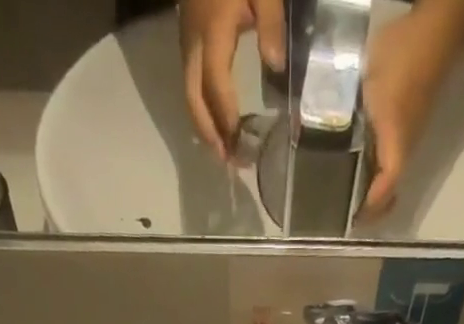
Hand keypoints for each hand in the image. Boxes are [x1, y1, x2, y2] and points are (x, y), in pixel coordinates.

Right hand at [180, 0, 285, 158]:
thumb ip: (270, 22)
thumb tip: (276, 66)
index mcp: (213, 32)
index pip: (216, 85)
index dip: (226, 118)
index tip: (239, 144)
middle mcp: (194, 43)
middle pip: (194, 99)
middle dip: (209, 133)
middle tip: (227, 160)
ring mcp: (187, 40)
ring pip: (189, 94)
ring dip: (204, 125)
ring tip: (222, 149)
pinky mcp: (187, 37)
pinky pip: (190, 82)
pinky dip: (201, 108)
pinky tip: (215, 120)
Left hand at [360, 6, 463, 216]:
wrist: (438, 25)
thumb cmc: (404, 55)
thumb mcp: (370, 85)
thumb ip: (347, 109)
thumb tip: (318, 125)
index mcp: (397, 145)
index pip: (385, 190)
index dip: (369, 208)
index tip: (351, 221)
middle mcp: (406, 146)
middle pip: (390, 188)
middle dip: (372, 206)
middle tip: (349, 215)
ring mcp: (410, 132)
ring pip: (390, 172)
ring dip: (373, 186)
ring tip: (348, 191)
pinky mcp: (409, 119)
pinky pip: (390, 153)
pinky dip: (376, 164)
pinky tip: (359, 156)